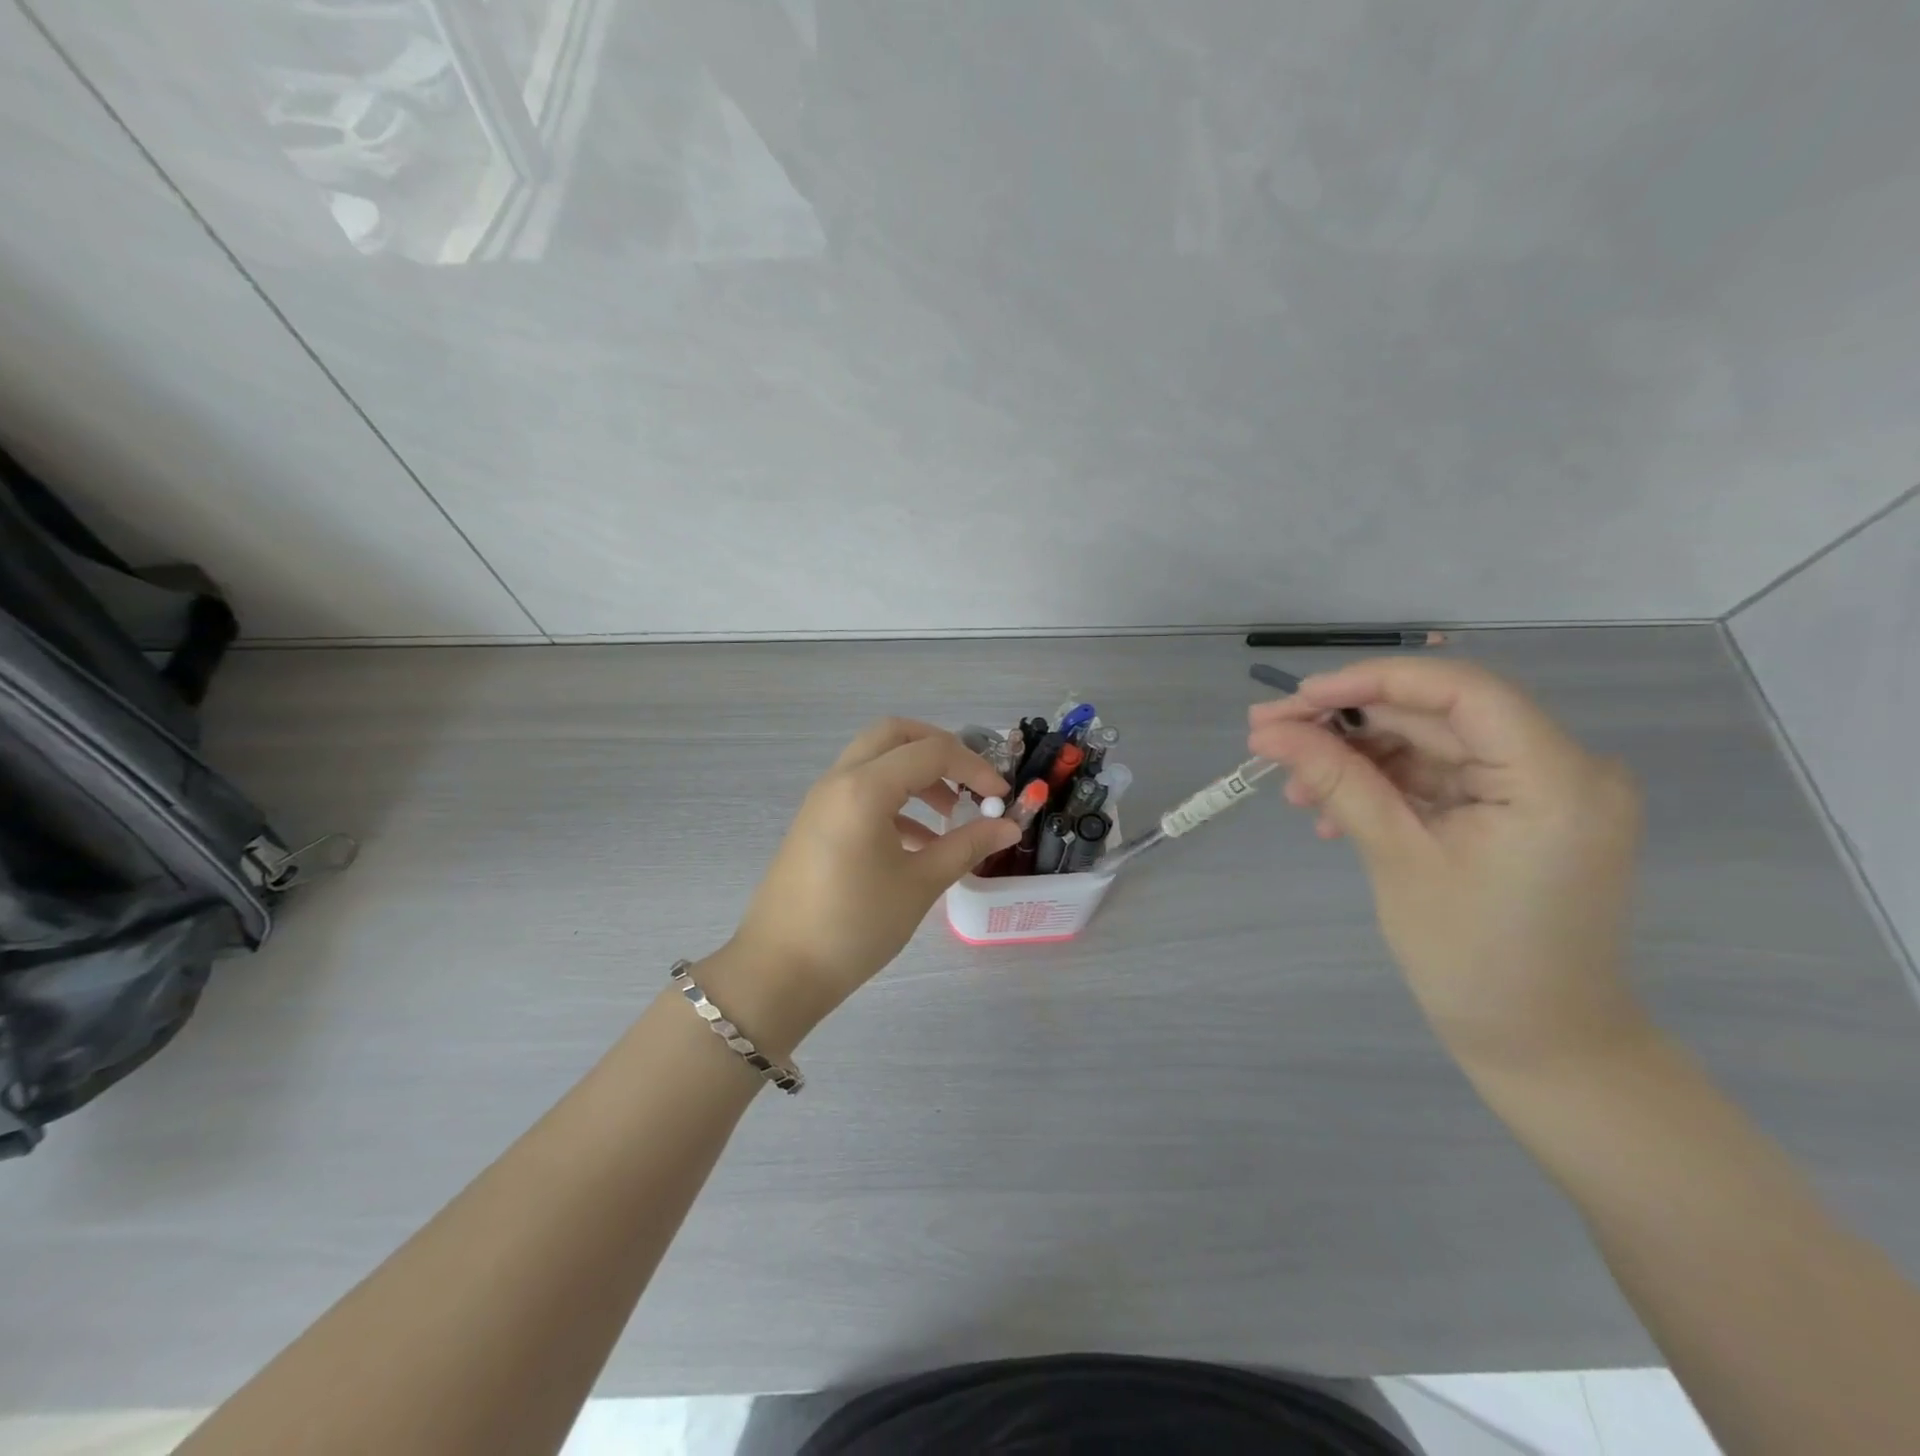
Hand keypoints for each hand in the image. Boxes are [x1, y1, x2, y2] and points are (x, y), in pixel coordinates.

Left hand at [723, 719, 1019, 1023]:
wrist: (780, 970)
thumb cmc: (854, 926)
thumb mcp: (920, 885)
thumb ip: (967, 846)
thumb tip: (1009, 826)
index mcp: (865, 788)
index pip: (931, 752)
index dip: (974, 767)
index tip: (1002, 795)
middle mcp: (840, 780)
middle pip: (894, 735)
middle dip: (938, 747)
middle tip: (970, 778)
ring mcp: (822, 799)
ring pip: (875, 760)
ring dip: (916, 774)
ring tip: (950, 814)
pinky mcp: (815, 822)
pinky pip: (860, 790)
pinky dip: (894, 799)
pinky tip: (919, 841)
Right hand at [1248, 658, 1648, 1073]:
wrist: (1542, 1046)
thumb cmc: (1473, 962)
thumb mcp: (1396, 860)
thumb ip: (1338, 781)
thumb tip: (1270, 731)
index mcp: (1556, 778)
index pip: (1460, 690)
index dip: (1372, 682)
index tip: (1298, 700)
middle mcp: (1564, 768)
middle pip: (1438, 715)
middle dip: (1348, 724)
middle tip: (1268, 735)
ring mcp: (1543, 790)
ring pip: (1431, 745)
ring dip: (1358, 760)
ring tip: (1294, 790)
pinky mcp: (1520, 812)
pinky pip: (1442, 778)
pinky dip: (1386, 787)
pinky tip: (1333, 814)